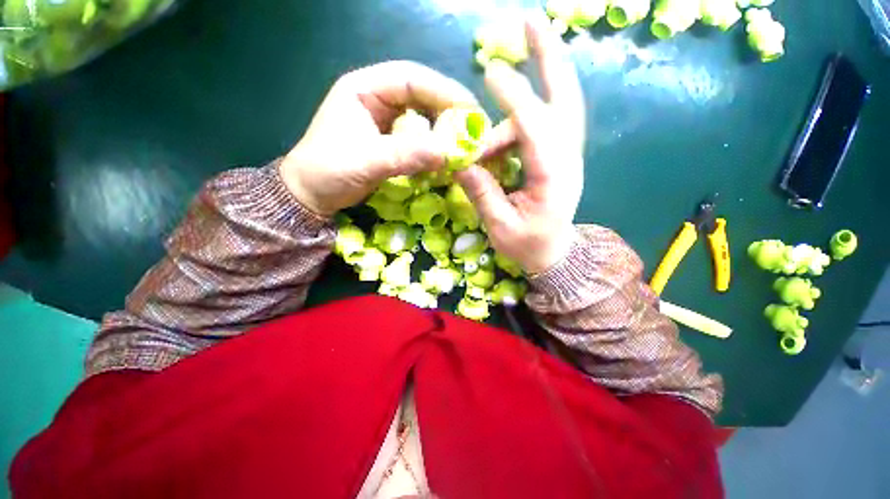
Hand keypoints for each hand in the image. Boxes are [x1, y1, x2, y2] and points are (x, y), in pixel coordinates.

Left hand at [281, 61, 477, 215]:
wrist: (311, 194)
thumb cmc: (328, 171)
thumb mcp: (366, 161)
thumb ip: (406, 155)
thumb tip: (447, 154)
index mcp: (365, 88)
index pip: (411, 77)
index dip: (443, 91)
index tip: (470, 111)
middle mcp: (377, 98)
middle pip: (422, 95)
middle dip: (449, 111)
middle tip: (475, 129)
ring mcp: (385, 121)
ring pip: (423, 117)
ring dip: (444, 130)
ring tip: (465, 143)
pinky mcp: (391, 141)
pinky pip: (419, 138)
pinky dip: (434, 146)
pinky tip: (445, 155)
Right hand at [455, 16, 585, 274]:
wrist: (553, 253)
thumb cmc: (527, 246)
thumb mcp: (499, 226)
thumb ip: (481, 193)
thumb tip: (459, 161)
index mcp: (553, 179)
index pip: (536, 129)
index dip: (515, 100)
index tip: (491, 73)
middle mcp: (567, 159)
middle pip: (565, 99)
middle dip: (549, 59)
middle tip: (531, 21)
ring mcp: (567, 155)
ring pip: (557, 105)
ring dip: (531, 86)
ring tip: (496, 91)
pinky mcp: (559, 155)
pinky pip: (549, 119)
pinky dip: (530, 105)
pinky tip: (512, 107)